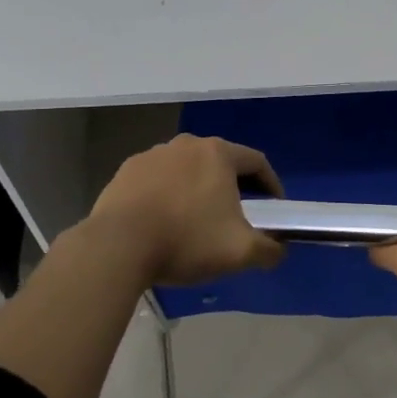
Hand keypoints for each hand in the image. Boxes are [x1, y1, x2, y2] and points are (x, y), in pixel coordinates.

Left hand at [87, 134, 285, 285]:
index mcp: (218, 154)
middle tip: (239, 214)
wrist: (117, 247)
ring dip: (198, 189)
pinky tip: (164, 221)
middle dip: (234, 186)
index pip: (256, 162)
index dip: (271, 184)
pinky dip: (168, 195)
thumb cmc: (186, 241)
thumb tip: (279, 250)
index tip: (274, 208)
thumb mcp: (240, 252)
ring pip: (187, 169)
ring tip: (198, 220)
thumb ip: (269, 249)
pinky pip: (158, 180)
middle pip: (220, 162)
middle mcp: (186, 145)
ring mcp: (152, 155)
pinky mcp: (125, 172)